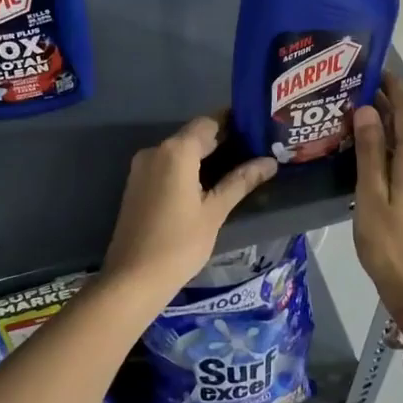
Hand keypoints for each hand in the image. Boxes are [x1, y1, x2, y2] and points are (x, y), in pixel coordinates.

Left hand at [100, 114, 277, 311]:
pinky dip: (187, 169)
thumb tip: (269, 162)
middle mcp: (155, 150)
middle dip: (222, 141)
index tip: (257, 130)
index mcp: (176, 151)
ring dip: (204, 156)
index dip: (233, 123)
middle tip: (254, 152)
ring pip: (179, 151)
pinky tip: (207, 185)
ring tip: (237, 169)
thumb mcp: (215, 212)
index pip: (209, 122)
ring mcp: (142, 168)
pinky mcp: (137, 185)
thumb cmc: (179, 244)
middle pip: (193, 135)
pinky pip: (167, 166)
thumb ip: (241, 181)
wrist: (132, 279)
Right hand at [352, 74, 402, 328]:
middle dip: (388, 105)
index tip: (374, 70)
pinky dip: (389, 149)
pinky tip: (367, 154)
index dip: (394, 88)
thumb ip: (368, 152)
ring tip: (355, 118)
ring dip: (386, 128)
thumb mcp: (370, 196)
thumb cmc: (389, 243)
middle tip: (355, 92)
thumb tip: (366, 110)